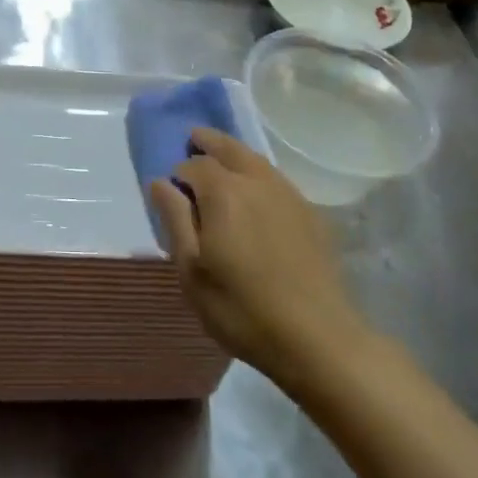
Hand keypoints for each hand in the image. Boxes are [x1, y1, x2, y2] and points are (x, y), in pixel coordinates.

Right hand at [151, 129, 363, 386]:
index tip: (172, 190)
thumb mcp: (192, 271)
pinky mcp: (310, 213)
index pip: (193, 164)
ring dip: (234, 154)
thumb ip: (174, 220)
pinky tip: (255, 194)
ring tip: (221, 162)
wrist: (317, 338)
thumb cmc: (242, 309)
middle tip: (193, 139)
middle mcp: (256, 181)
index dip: (179, 173)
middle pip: (229, 147)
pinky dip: (257, 174)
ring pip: (255, 160)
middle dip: (208, 141)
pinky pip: (276, 179)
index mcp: (223, 192)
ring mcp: (288, 194)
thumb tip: (160, 182)